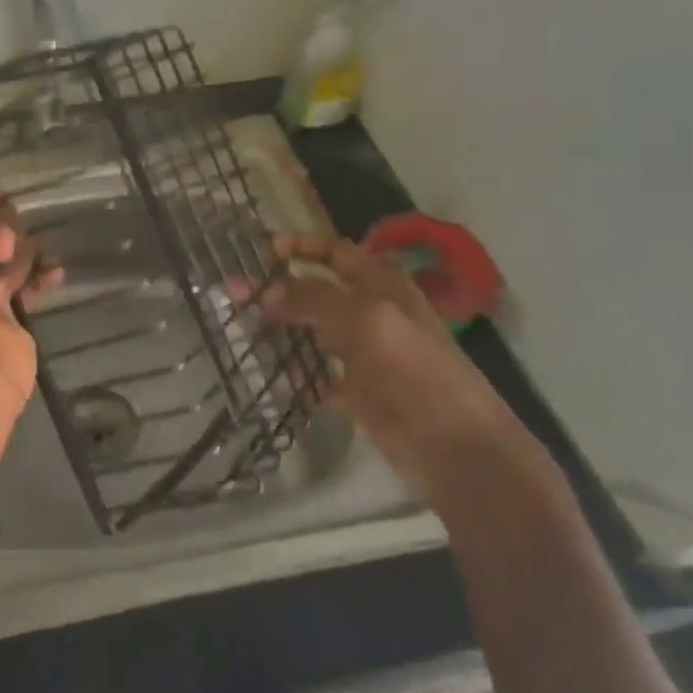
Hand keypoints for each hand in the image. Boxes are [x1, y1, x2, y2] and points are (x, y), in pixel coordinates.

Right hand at [253, 233, 540, 490]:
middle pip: (319, 291)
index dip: (301, 246)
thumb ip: (313, 299)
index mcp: (382, 286)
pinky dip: (298, 374)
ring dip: (284, 329)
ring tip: (245, 331)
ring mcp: (365, 354)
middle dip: (280, 289)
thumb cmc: (414, 369)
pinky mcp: (359, 392)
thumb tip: (265, 290)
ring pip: (315, 332)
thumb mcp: (364, 320)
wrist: (455, 446)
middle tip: (236, 294)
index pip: (336, 252)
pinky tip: (274, 375)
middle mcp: (373, 313)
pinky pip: (319, 376)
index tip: (261, 250)